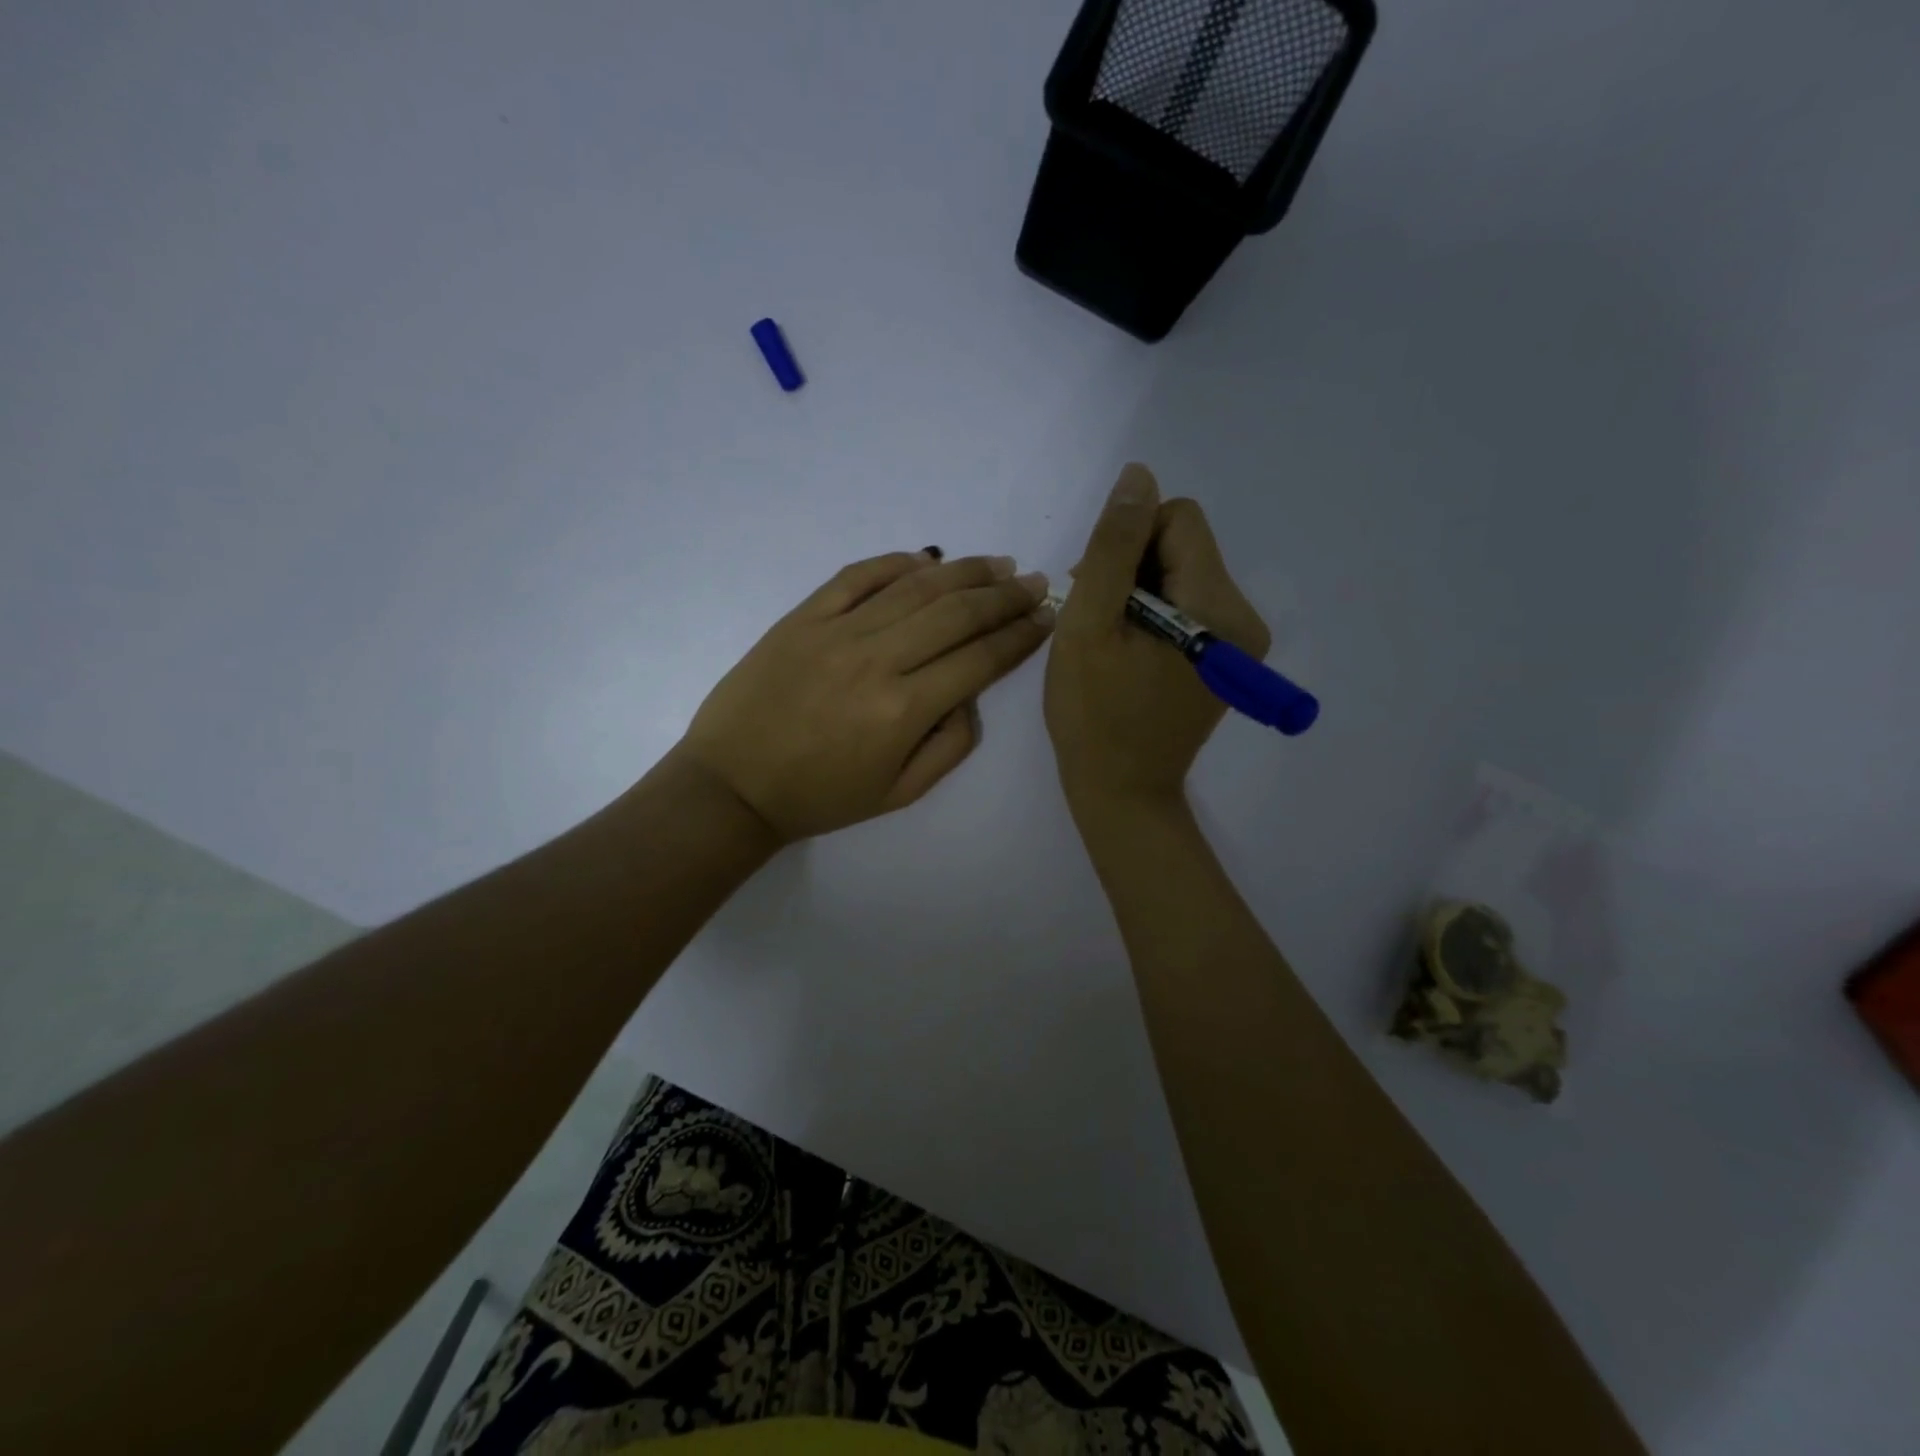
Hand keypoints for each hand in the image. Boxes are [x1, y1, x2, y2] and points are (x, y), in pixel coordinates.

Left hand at [679, 550, 1053, 842]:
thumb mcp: (899, 794)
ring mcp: (836, 632)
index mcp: (904, 710)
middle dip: (1005, 595)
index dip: (1020, 636)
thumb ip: (950, 746)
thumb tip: (971, 696)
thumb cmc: (820, 797)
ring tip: (997, 564)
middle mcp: (877, 660)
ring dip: (964, 571)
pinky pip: (857, 576)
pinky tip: (927, 559)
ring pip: (914, 587)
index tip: (1046, 617)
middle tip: (1035, 583)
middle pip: (956, 613)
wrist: (732, 785)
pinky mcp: (803, 617)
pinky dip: (896, 562)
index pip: (979, 659)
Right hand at [1045, 465, 1269, 813]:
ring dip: (1138, 591)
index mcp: (1218, 608)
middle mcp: (1245, 618)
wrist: (1122, 792)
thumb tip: (1138, 476)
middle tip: (1096, 619)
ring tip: (1108, 639)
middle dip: (1132, 567)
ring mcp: (1242, 642)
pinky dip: (1152, 614)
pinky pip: (1188, 604)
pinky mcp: (1229, 659)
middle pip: (1184, 545)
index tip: (1097, 587)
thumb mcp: (1090, 626)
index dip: (1128, 539)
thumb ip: (1114, 547)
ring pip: (1183, 573)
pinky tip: (1128, 650)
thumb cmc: (1094, 715)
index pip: (1179, 519)